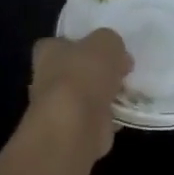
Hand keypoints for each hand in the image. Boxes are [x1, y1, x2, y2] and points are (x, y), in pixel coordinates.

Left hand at [29, 28, 131, 163]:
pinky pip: (94, 119)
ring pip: (84, 96)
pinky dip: (107, 119)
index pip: (58, 43)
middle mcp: (47, 79)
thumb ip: (111, 42)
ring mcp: (58, 109)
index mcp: (48, 52)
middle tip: (120, 70)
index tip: (100, 48)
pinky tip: (123, 114)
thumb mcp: (106, 42)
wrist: (75, 127)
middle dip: (94, 72)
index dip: (78, 43)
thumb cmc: (84, 75)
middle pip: (74, 71)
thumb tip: (117, 57)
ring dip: (102, 96)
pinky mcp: (72, 132)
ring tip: (126, 91)